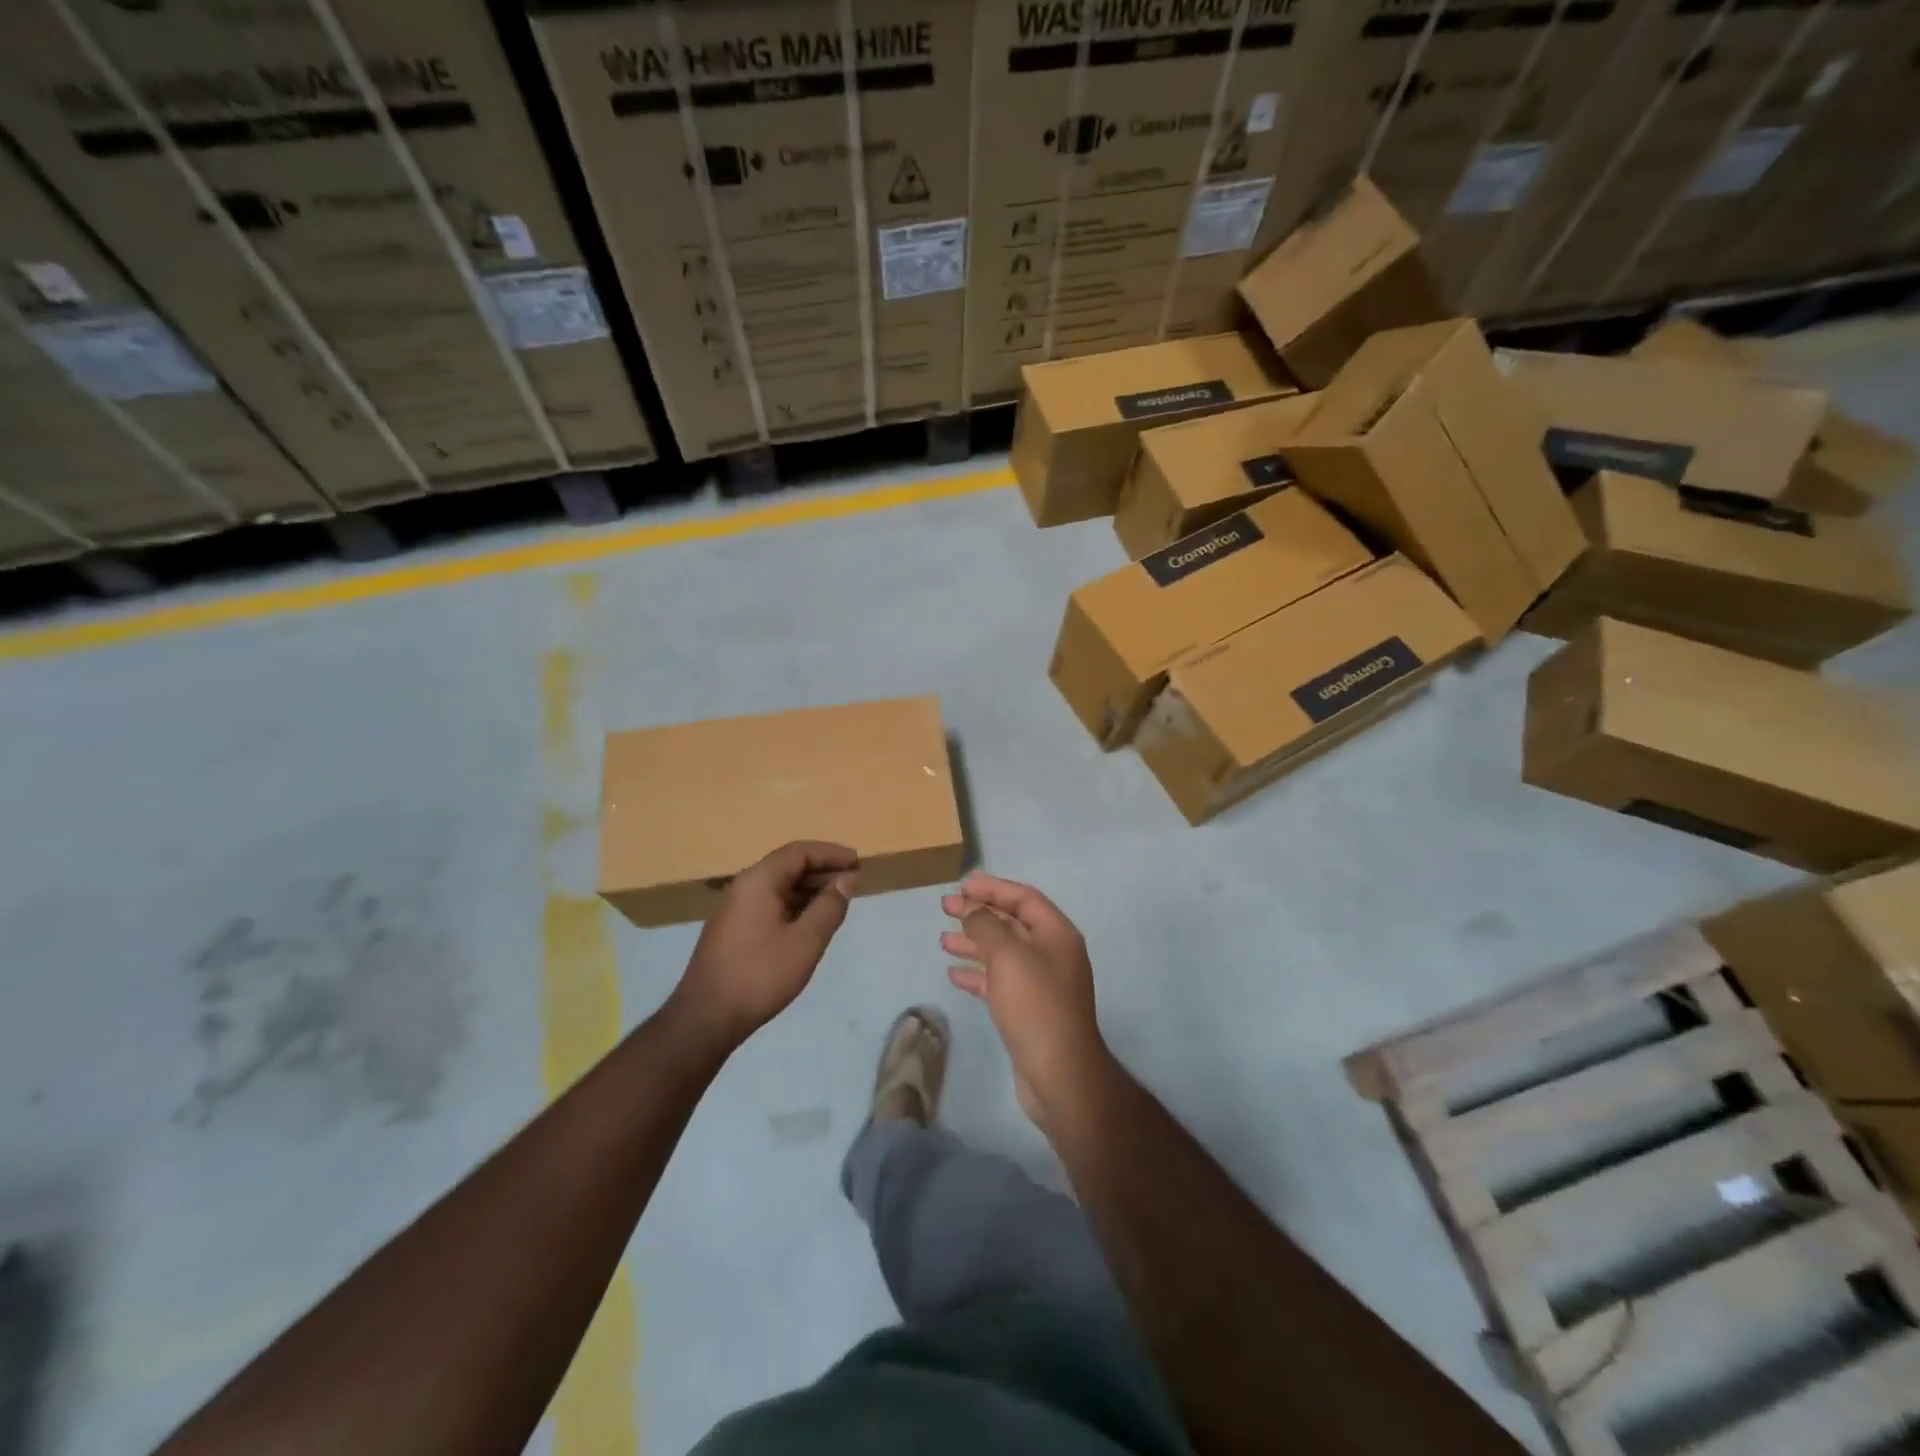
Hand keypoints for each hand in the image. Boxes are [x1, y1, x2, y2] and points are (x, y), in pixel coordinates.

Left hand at [673, 842, 858, 1050]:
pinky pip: (769, 905)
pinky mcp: (733, 931)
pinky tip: (810, 923)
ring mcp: (735, 910)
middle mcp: (744, 887)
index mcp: (758, 881)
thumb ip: (829, 906)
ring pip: (778, 887)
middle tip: (853, 882)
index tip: (858, 862)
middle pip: (788, 866)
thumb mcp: (805, 941)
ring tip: (837, 902)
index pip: (799, 852)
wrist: (706, 1018)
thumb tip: (845, 880)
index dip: (831, 854)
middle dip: (822, 871)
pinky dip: (794, 906)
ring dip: (809, 890)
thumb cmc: (760, 974)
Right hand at [941, 871, 1113, 1128]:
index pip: (1023, 897)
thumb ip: (986, 925)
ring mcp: (1041, 984)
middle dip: (978, 914)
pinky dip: (977, 974)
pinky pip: (1000, 982)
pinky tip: (954, 975)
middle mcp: (1051, 954)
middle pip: (1012, 923)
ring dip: (974, 944)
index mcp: (1056, 933)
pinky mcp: (1028, 1010)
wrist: (1060, 1074)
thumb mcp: (1008, 955)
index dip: (992, 888)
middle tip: (944, 908)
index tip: (961, 886)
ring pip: (1003, 953)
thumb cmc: (1035, 1005)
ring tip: (943, 941)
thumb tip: (972, 910)